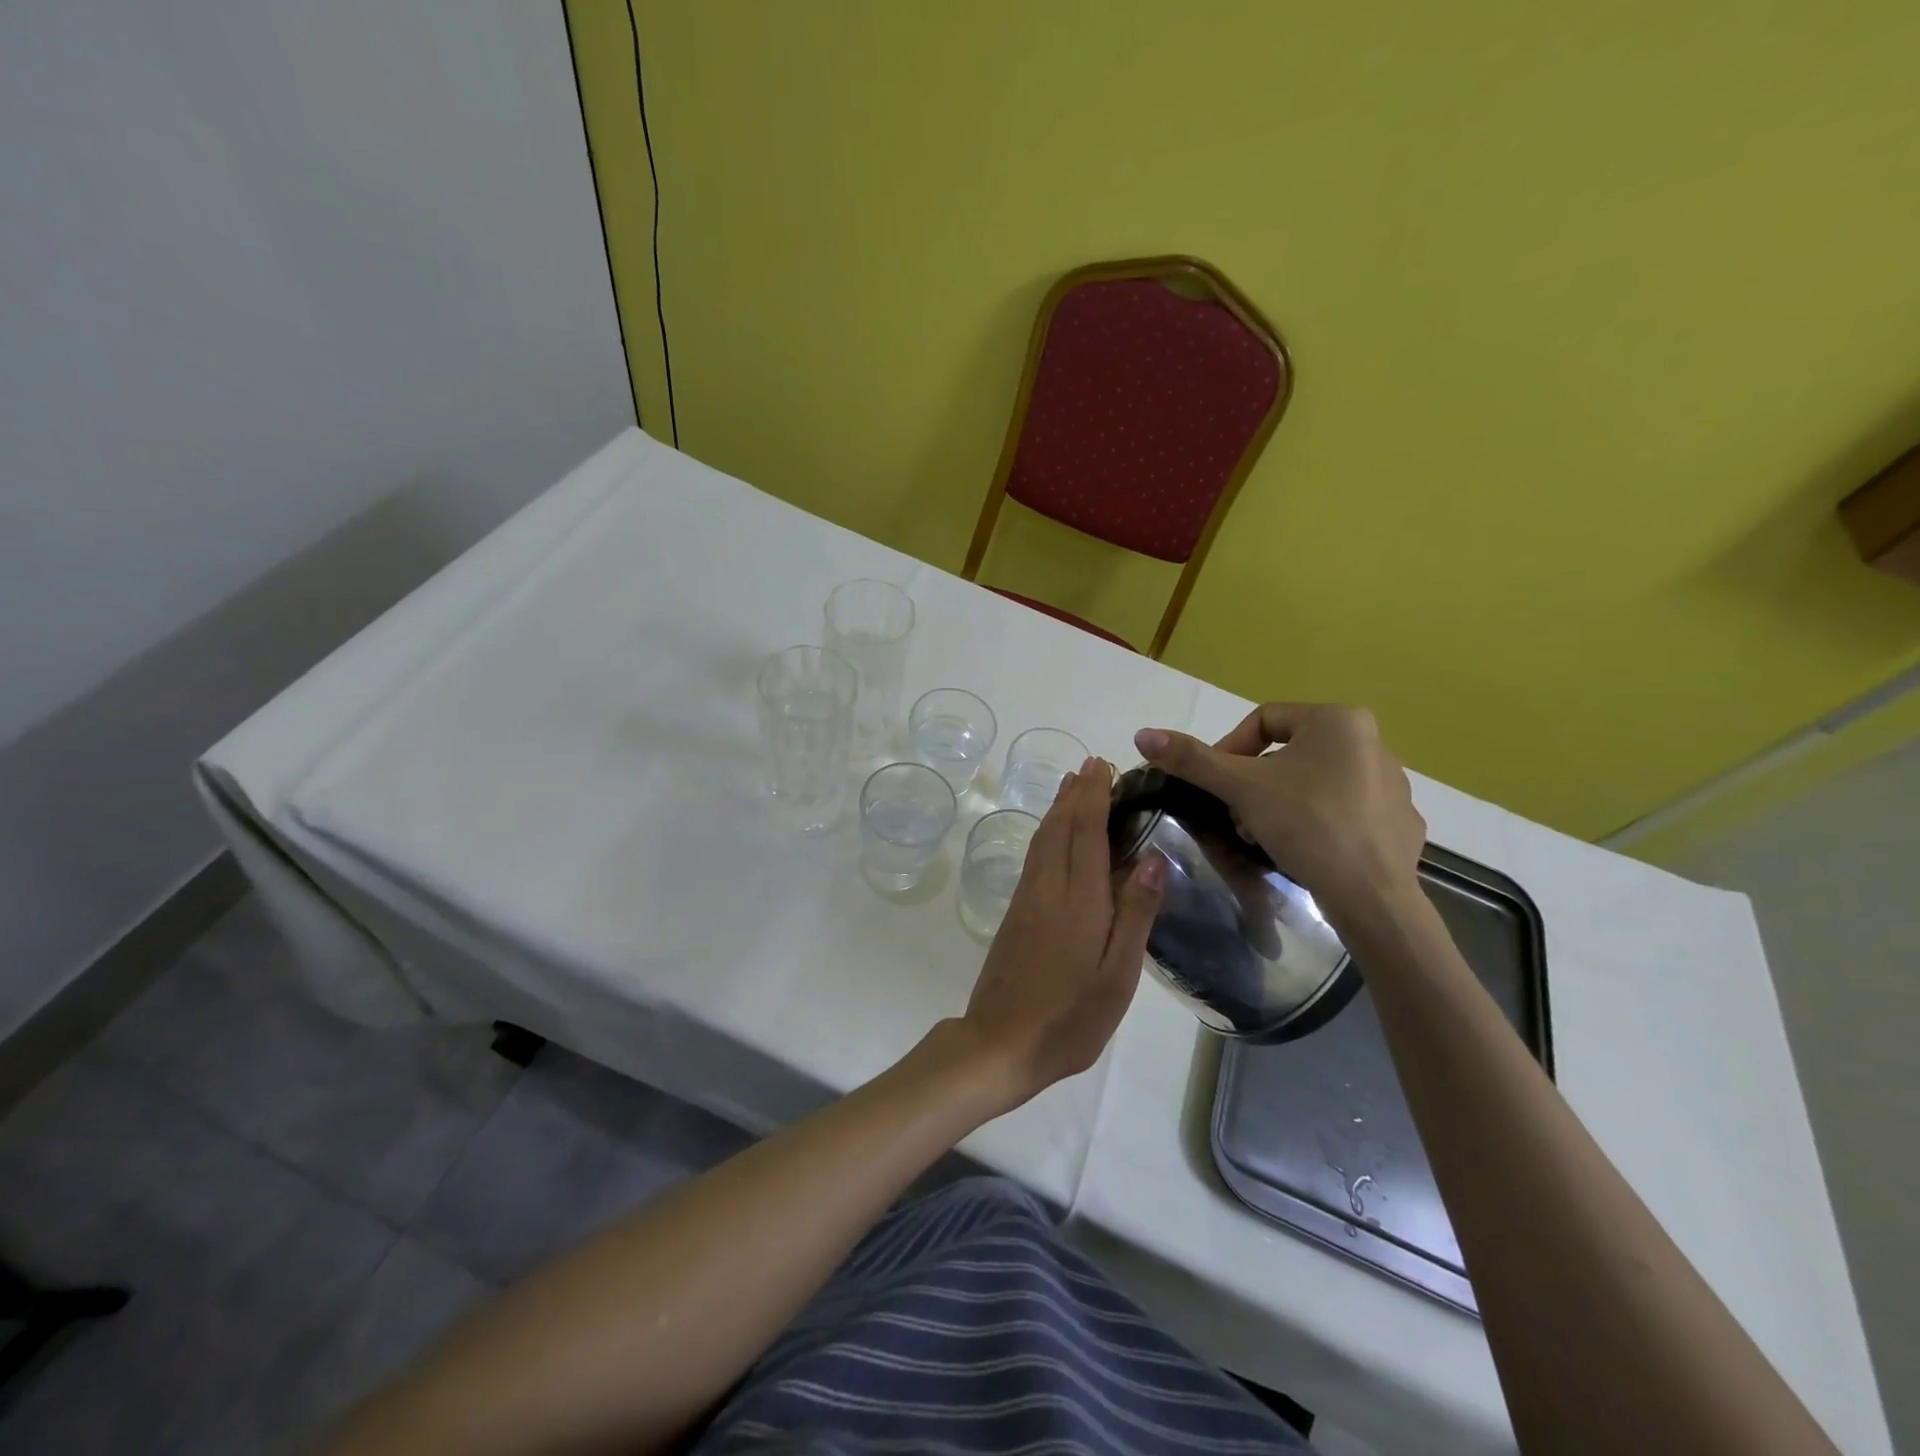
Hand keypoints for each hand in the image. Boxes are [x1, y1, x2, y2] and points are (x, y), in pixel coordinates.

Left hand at [961, 759, 1164, 1109]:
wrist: (999, 1043)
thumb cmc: (1070, 1018)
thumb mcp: (1117, 976)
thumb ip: (1134, 915)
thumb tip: (1151, 858)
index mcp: (1078, 900)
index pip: (1085, 832)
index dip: (1094, 796)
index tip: (1102, 766)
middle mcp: (1047, 889)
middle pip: (1059, 827)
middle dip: (1076, 793)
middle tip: (1091, 765)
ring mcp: (1025, 900)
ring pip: (1042, 840)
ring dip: (1058, 808)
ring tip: (1072, 787)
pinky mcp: (1014, 914)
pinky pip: (1034, 858)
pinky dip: (1046, 833)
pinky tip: (1054, 837)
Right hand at [1133, 703, 1425, 925]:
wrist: (1372, 896)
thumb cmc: (1306, 825)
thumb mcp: (1240, 788)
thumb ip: (1191, 759)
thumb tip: (1142, 734)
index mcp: (1337, 720)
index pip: (1264, 720)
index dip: (1229, 749)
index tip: (1217, 786)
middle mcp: (1372, 740)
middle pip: (1288, 752)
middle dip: (1254, 782)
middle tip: (1237, 815)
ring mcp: (1393, 782)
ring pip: (1316, 780)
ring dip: (1281, 801)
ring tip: (1266, 835)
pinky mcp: (1400, 819)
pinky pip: (1346, 809)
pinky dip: (1320, 821)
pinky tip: (1307, 848)